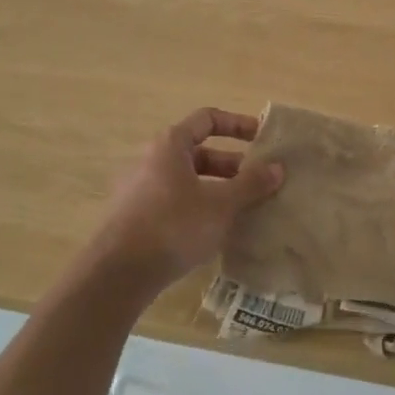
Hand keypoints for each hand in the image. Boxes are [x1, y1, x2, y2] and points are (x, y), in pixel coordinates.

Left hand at [86, 108, 283, 294]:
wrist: (117, 274)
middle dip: (232, 165)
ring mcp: (139, 189)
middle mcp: (151, 160)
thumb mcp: (220, 205)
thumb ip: (251, 184)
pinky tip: (215, 230)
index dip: (237, 124)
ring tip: (243, 208)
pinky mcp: (135, 217)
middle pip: (199, 152)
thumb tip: (278, 167)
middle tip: (259, 181)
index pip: (207, 119)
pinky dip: (198, 207)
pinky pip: (174, 201)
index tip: (262, 138)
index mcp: (170, 145)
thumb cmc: (173, 226)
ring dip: (217, 188)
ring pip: (187, 180)